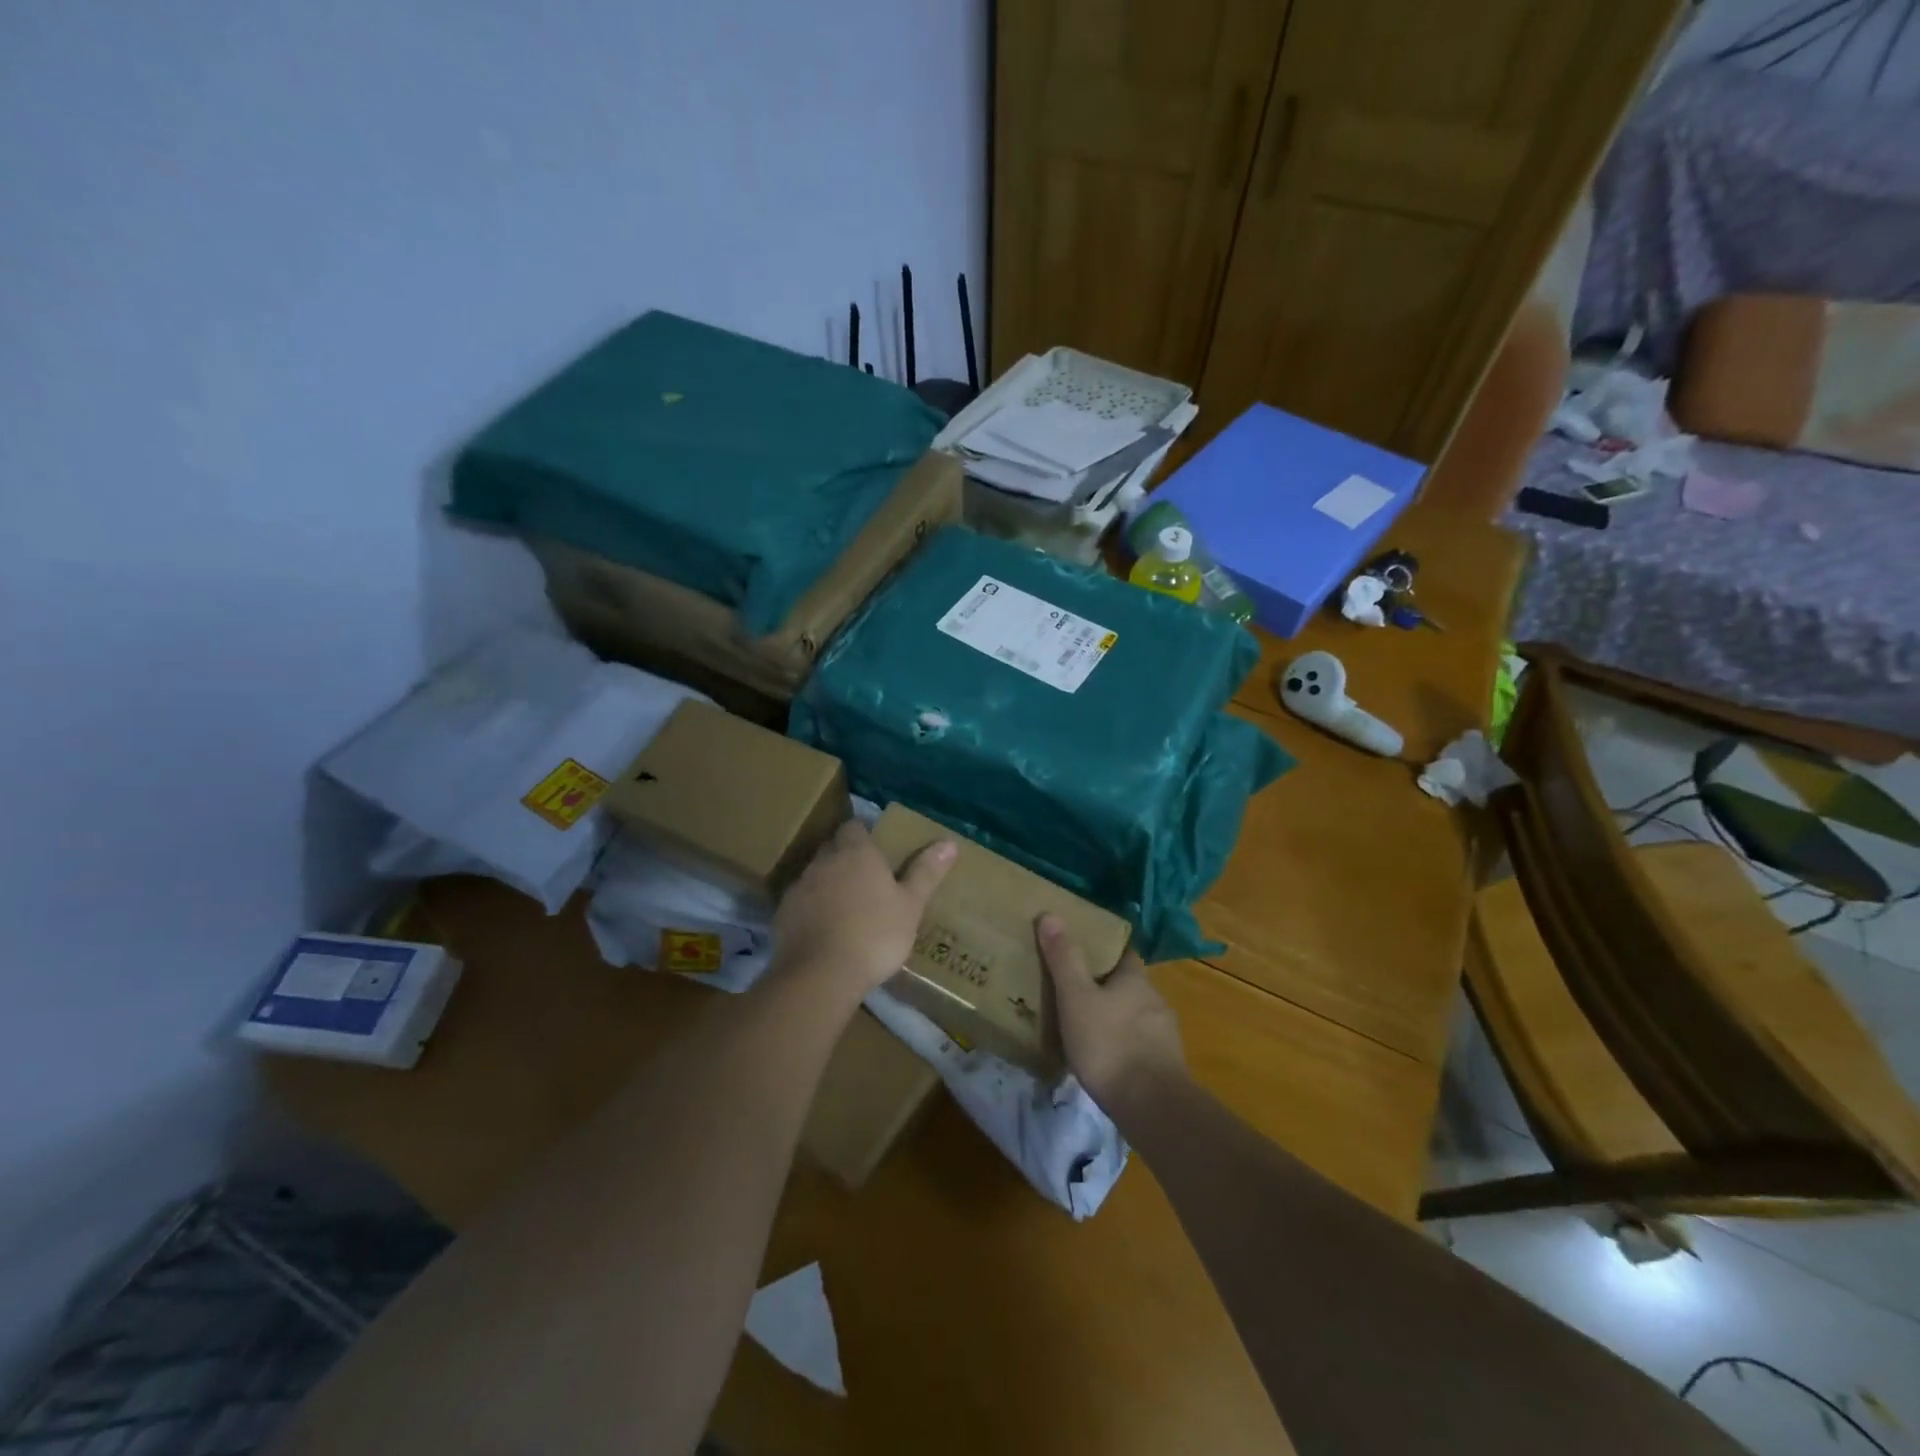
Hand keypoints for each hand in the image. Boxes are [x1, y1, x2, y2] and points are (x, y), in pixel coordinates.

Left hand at [772, 820, 956, 1002]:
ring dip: (827, 884)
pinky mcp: (782, 914)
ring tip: (845, 907)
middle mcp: (823, 861)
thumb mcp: (910, 905)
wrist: (820, 974)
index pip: (854, 827)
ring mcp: (799, 887)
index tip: (877, 849)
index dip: (864, 834)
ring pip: (815, 875)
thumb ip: (926, 873)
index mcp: (856, 853)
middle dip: (846, 857)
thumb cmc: (875, 934)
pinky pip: (800, 903)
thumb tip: (949, 843)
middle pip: (833, 848)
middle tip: (866, 879)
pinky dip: (811, 910)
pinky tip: (823, 930)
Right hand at [1037, 915, 1184, 1116]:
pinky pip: (1140, 1046)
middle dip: (1106, 987)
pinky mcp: (1166, 1067)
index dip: (1104, 950)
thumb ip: (1064, 959)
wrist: (1153, 1107)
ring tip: (1086, 1028)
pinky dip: (1123, 1047)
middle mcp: (1155, 1000)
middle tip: (1075, 991)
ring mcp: (1164, 1036)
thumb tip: (1050, 914)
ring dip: (1115, 1019)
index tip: (1083, 951)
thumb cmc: (1110, 1044)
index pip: (1123, 953)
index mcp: (1136, 979)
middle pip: (1129, 985)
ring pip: (1135, 1017)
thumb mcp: (1076, 998)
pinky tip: (1105, 1061)